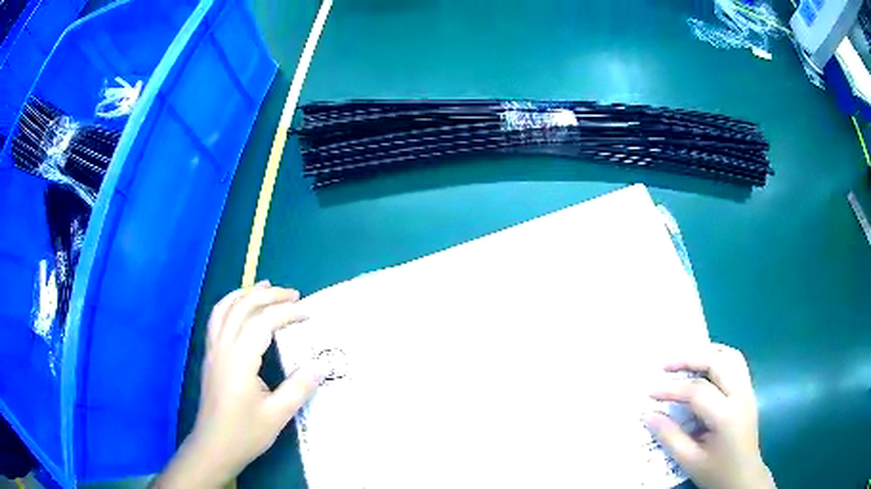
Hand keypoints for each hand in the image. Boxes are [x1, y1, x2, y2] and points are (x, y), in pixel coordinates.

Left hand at [154, 283, 325, 487]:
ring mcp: (213, 350)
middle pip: (243, 307)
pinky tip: (239, 308)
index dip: (287, 313)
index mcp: (239, 359)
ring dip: (246, 293)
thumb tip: (321, 364)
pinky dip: (230, 304)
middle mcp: (223, 347)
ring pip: (225, 308)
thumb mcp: (277, 415)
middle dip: (269, 296)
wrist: (214, 446)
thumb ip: (299, 387)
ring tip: (265, 287)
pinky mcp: (209, 356)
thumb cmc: (245, 433)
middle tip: (293, 295)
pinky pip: (217, 319)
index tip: (308, 313)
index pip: (263, 322)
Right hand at [646, 344, 775, 488]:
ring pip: (730, 356)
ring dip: (707, 352)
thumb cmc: (716, 472)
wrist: (744, 477)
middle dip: (689, 359)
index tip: (650, 393)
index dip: (671, 389)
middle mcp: (740, 395)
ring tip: (685, 360)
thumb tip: (647, 415)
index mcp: (726, 415)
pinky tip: (705, 367)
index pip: (697, 391)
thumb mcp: (689, 460)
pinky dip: (718, 357)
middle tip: (665, 366)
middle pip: (717, 361)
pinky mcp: (748, 391)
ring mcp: (747, 390)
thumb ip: (669, 436)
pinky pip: (736, 363)